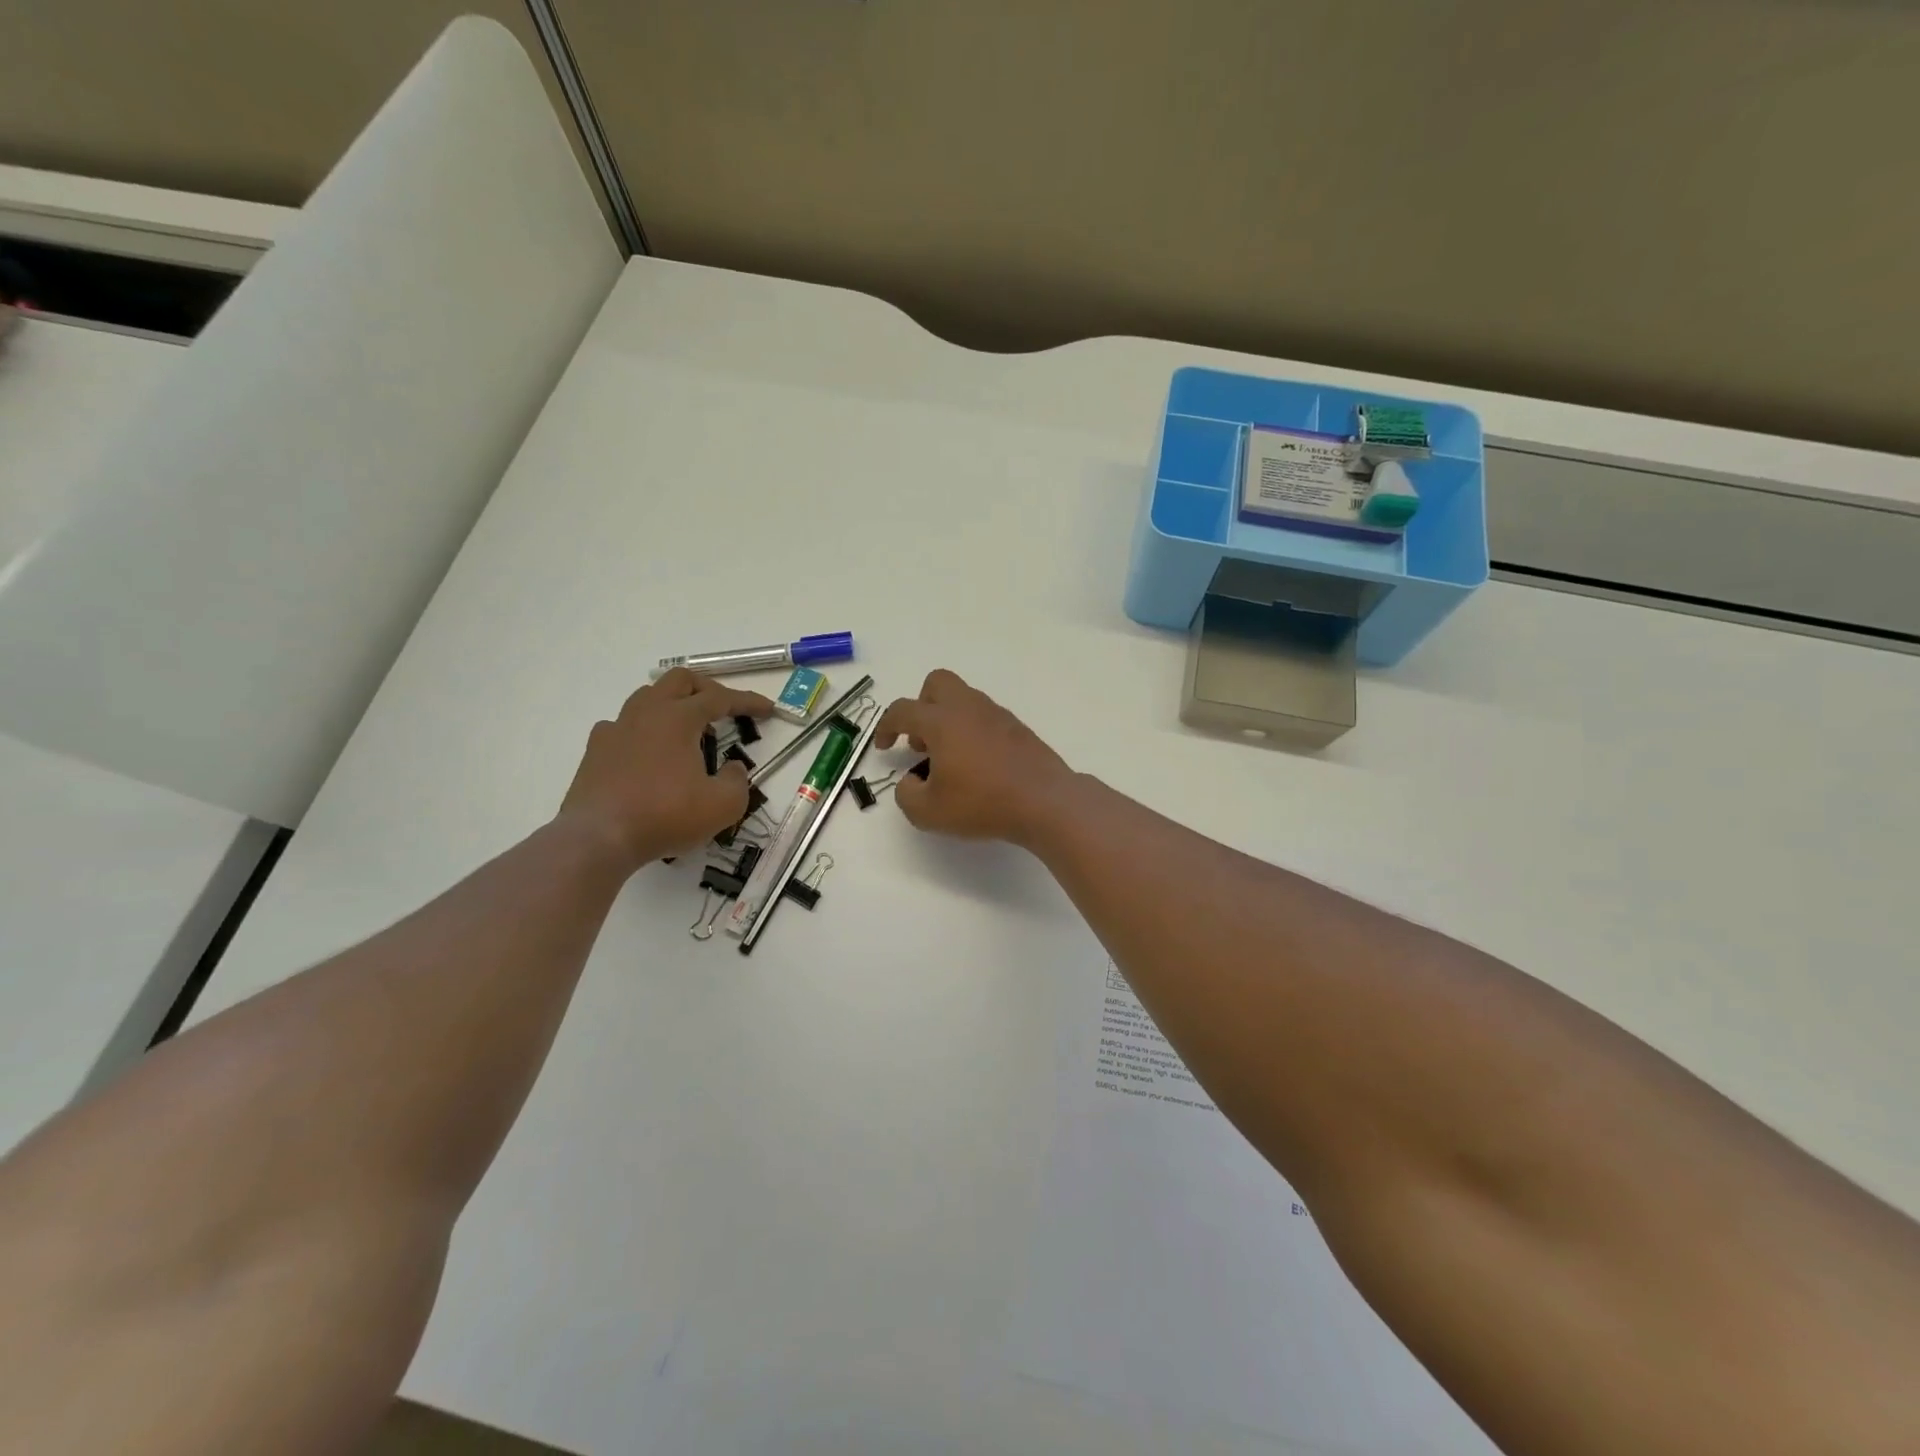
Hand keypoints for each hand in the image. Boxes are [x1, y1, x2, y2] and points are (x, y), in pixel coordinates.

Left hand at [558, 669, 772, 869]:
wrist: (599, 838)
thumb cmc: (665, 815)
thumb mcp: (722, 805)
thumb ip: (737, 781)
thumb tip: (732, 768)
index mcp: (678, 718)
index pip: (720, 698)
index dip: (747, 701)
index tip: (768, 710)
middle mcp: (646, 713)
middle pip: (679, 681)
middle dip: (707, 689)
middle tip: (724, 709)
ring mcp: (615, 729)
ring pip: (647, 697)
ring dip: (673, 705)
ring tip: (688, 730)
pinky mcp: (595, 751)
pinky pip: (623, 726)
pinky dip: (643, 730)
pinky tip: (649, 752)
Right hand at [874, 669, 1076, 845]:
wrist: (1044, 801)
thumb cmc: (981, 803)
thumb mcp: (928, 812)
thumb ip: (907, 795)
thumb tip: (911, 782)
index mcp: (941, 721)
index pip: (902, 710)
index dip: (886, 726)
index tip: (883, 746)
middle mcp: (968, 708)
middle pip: (937, 684)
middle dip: (921, 707)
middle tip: (921, 742)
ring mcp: (997, 715)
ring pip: (963, 700)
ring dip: (947, 721)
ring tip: (949, 761)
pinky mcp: (1018, 728)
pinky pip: (985, 718)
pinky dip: (972, 732)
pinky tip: (977, 765)